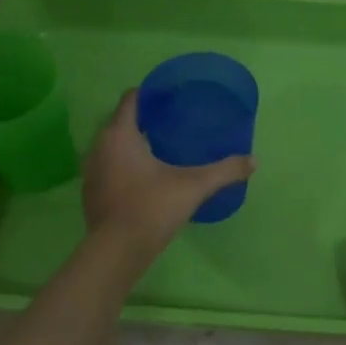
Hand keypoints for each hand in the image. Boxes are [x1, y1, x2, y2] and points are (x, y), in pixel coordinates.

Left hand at [82, 89, 255, 250]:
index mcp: (120, 135)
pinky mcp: (91, 192)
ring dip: (133, 143)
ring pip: (113, 146)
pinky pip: (109, 167)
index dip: (150, 93)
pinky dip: (125, 164)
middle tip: (173, 121)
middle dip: (145, 119)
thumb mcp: (194, 186)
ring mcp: (91, 171)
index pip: (131, 100)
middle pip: (121, 122)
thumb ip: (225, 171)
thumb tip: (253, 160)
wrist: (117, 251)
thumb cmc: (152, 207)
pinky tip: (145, 176)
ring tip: (161, 147)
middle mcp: (99, 146)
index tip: (171, 96)